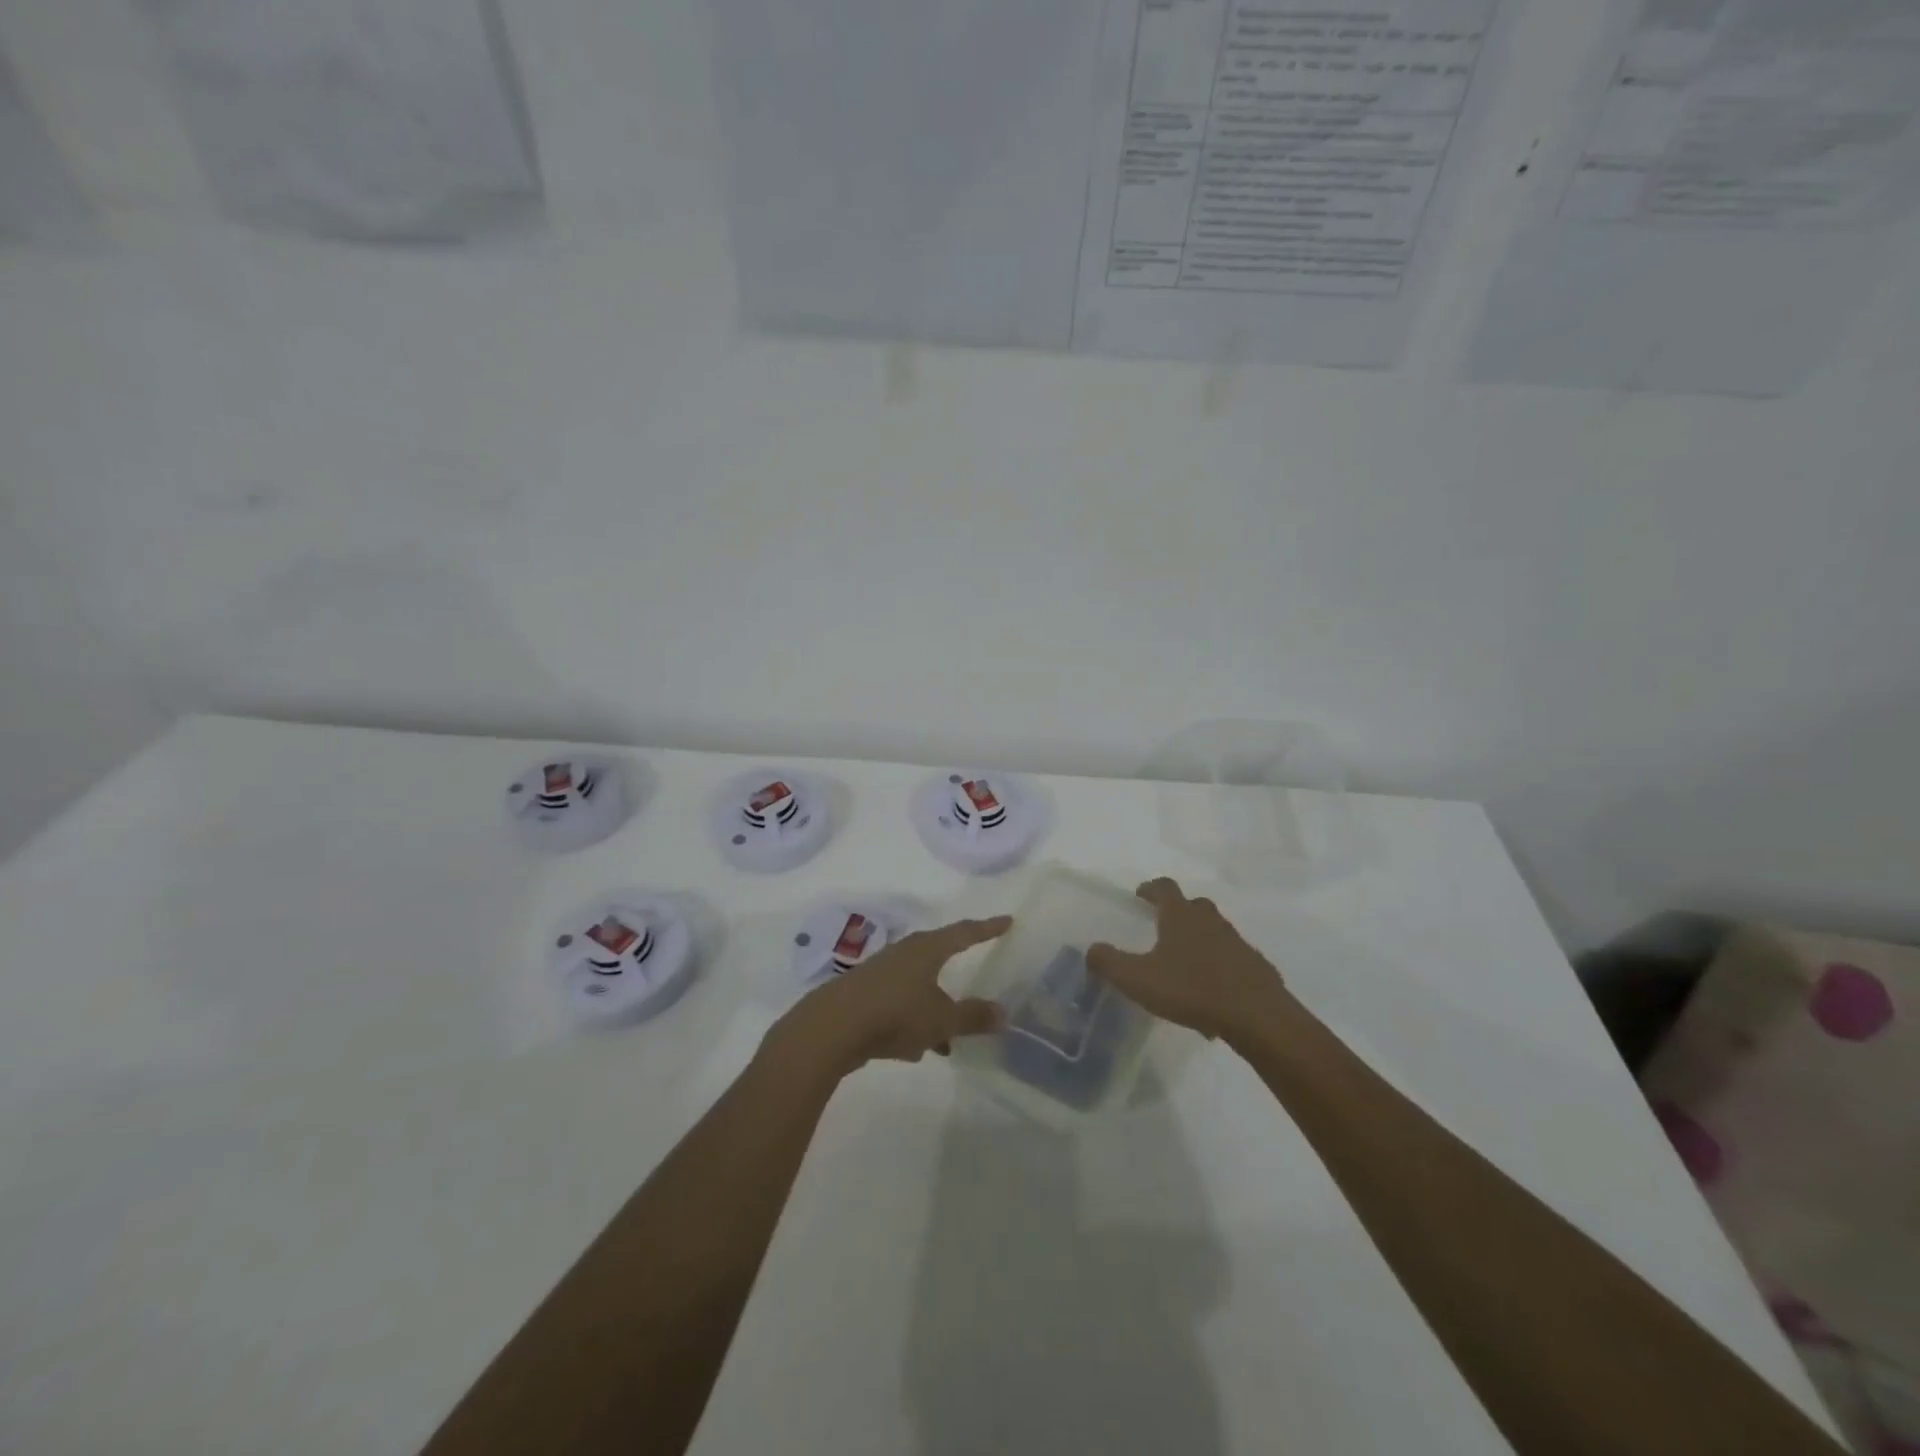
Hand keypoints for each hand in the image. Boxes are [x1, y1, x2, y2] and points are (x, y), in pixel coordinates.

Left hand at [769, 916, 1010, 1077]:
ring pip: (917, 987)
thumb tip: (1003, 1013)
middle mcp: (904, 954)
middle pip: (937, 956)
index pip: (964, 933)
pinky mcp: (864, 997)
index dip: (987, 928)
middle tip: (974, 975)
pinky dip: (911, 1022)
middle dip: (955, 972)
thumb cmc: (894, 1014)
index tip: (1006, 921)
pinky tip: (913, 1049)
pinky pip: (898, 1006)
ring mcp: (880, 974)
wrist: (830, 1029)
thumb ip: (972, 1016)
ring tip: (947, 1040)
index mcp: (926, 950)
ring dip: (932, 1009)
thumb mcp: (941, 1019)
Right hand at [1087, 879, 1285, 1041]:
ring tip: (1184, 964)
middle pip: (1193, 905)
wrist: (1258, 1017)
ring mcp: (1237, 942)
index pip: (1165, 887)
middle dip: (1177, 911)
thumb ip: (1110, 963)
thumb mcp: (1139, 979)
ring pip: (1214, 931)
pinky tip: (1211, 993)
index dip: (1151, 888)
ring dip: (1200, 939)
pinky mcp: (1256, 967)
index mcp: (1181, 916)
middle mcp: (1210, 921)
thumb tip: (1091, 950)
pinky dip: (1219, 966)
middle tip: (1162, 926)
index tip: (1140, 894)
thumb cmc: (1192, 990)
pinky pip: (1232, 959)